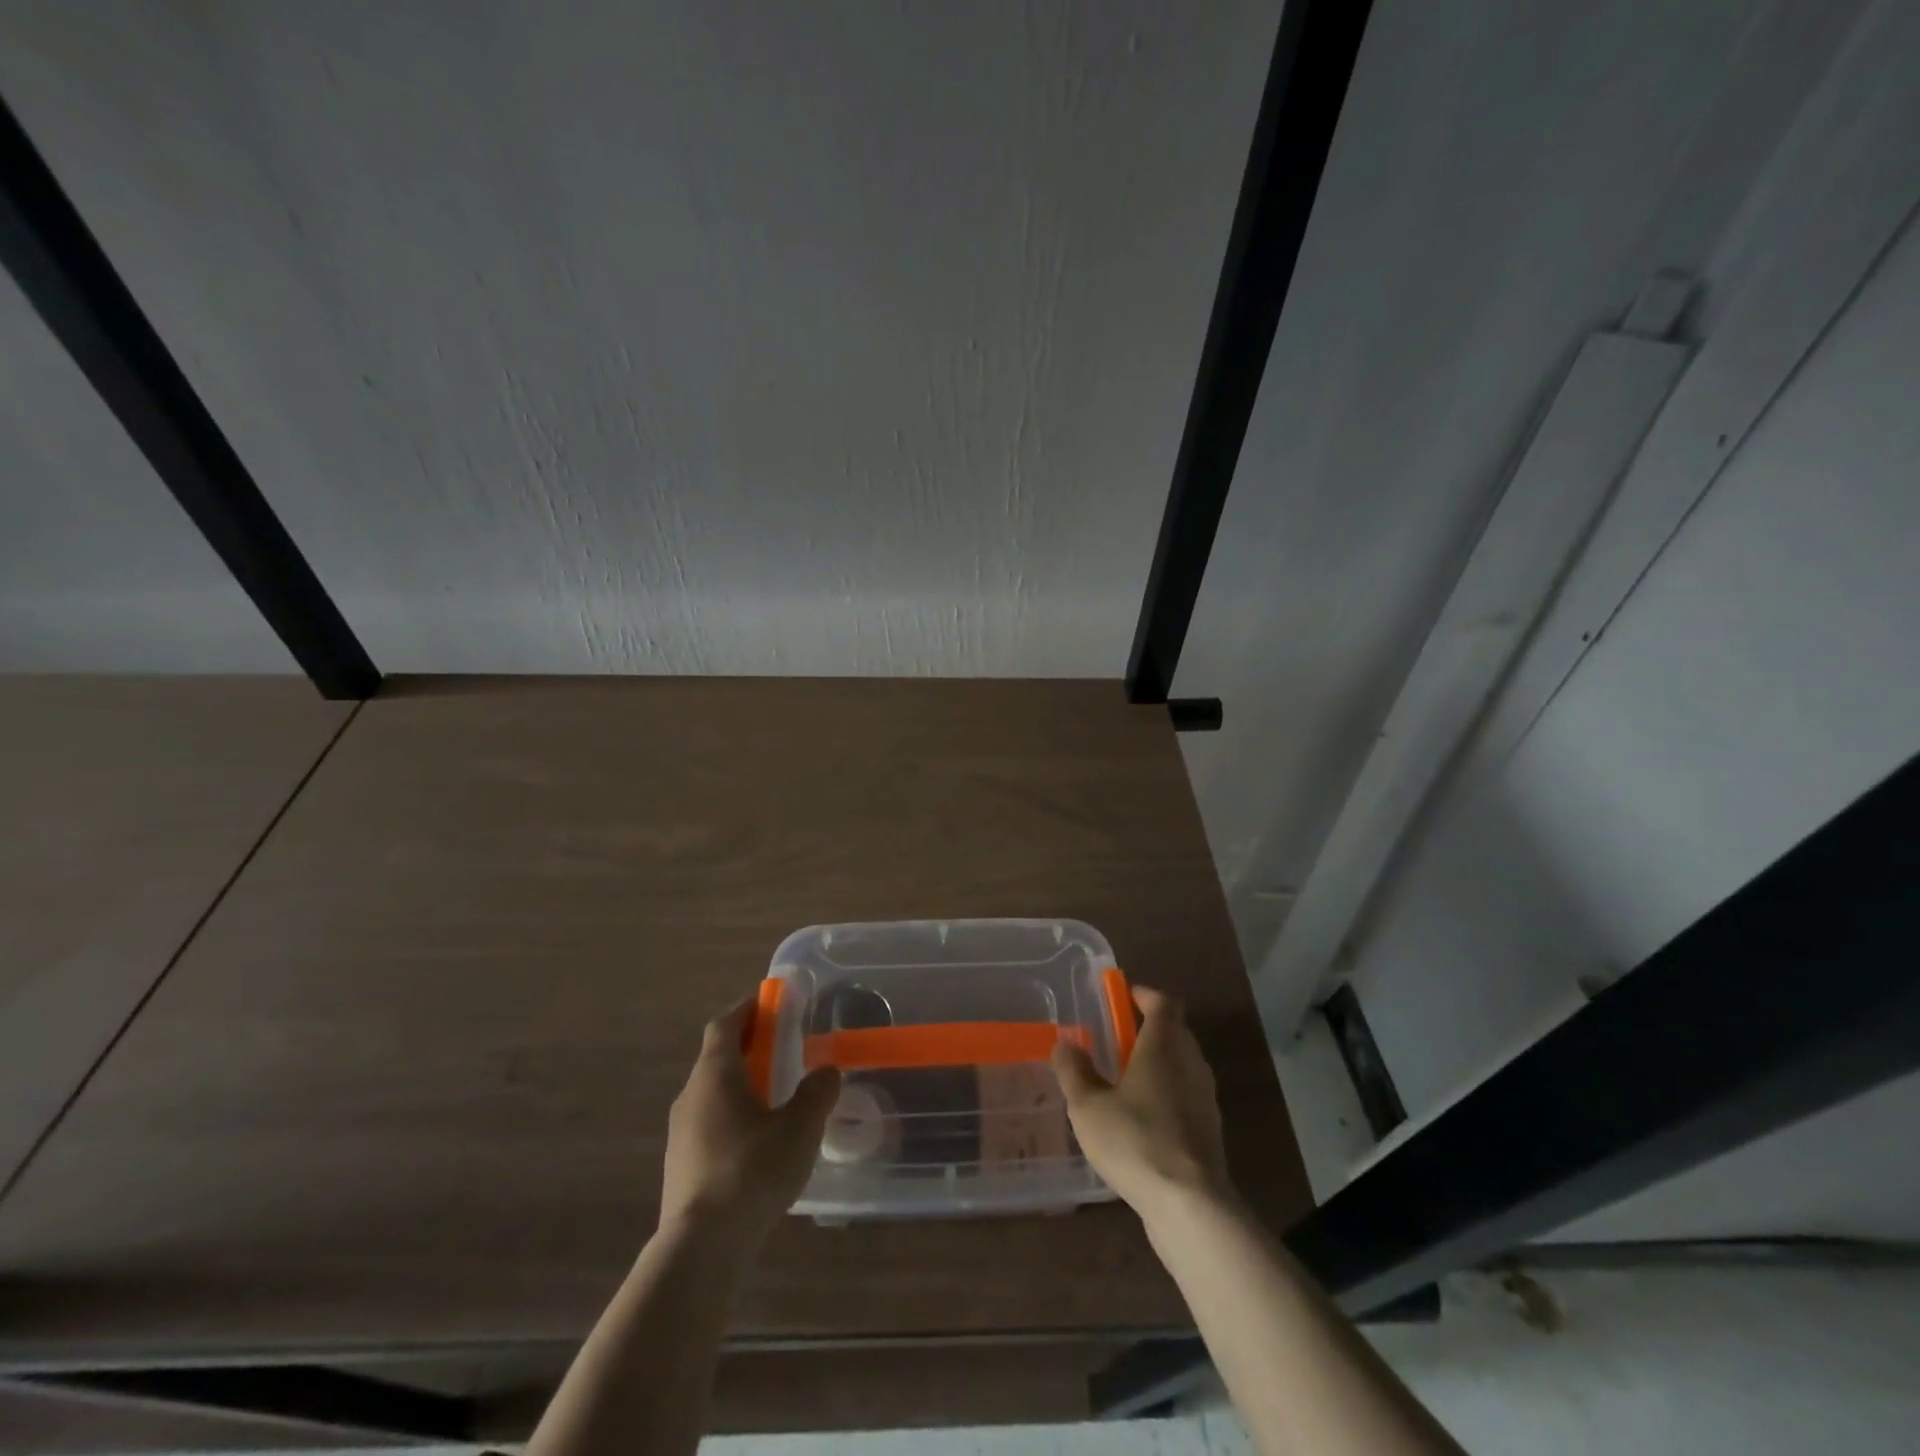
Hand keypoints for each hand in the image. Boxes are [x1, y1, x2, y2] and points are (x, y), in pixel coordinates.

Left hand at [659, 998, 840, 1244]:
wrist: (700, 1249)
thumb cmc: (751, 1172)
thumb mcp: (799, 1128)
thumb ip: (817, 1093)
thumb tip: (826, 1071)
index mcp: (714, 1075)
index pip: (724, 1024)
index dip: (746, 1009)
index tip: (770, 1003)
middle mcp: (690, 1096)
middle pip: (717, 1057)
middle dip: (749, 1048)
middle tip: (784, 1049)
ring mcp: (680, 1134)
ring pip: (712, 1094)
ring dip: (741, 1085)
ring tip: (777, 1099)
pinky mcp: (680, 1167)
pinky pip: (709, 1125)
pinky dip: (733, 1118)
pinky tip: (759, 1144)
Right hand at [1052, 985, 1233, 1217]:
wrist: (1190, 1205)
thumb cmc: (1135, 1141)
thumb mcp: (1088, 1106)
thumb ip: (1074, 1071)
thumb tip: (1066, 1044)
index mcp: (1164, 1045)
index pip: (1163, 1003)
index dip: (1143, 995)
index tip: (1121, 996)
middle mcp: (1190, 1063)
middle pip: (1175, 1031)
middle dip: (1147, 1028)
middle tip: (1115, 1038)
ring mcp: (1205, 1097)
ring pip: (1181, 1064)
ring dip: (1157, 1063)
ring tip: (1124, 1079)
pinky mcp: (1209, 1130)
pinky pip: (1186, 1095)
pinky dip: (1166, 1093)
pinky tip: (1141, 1119)